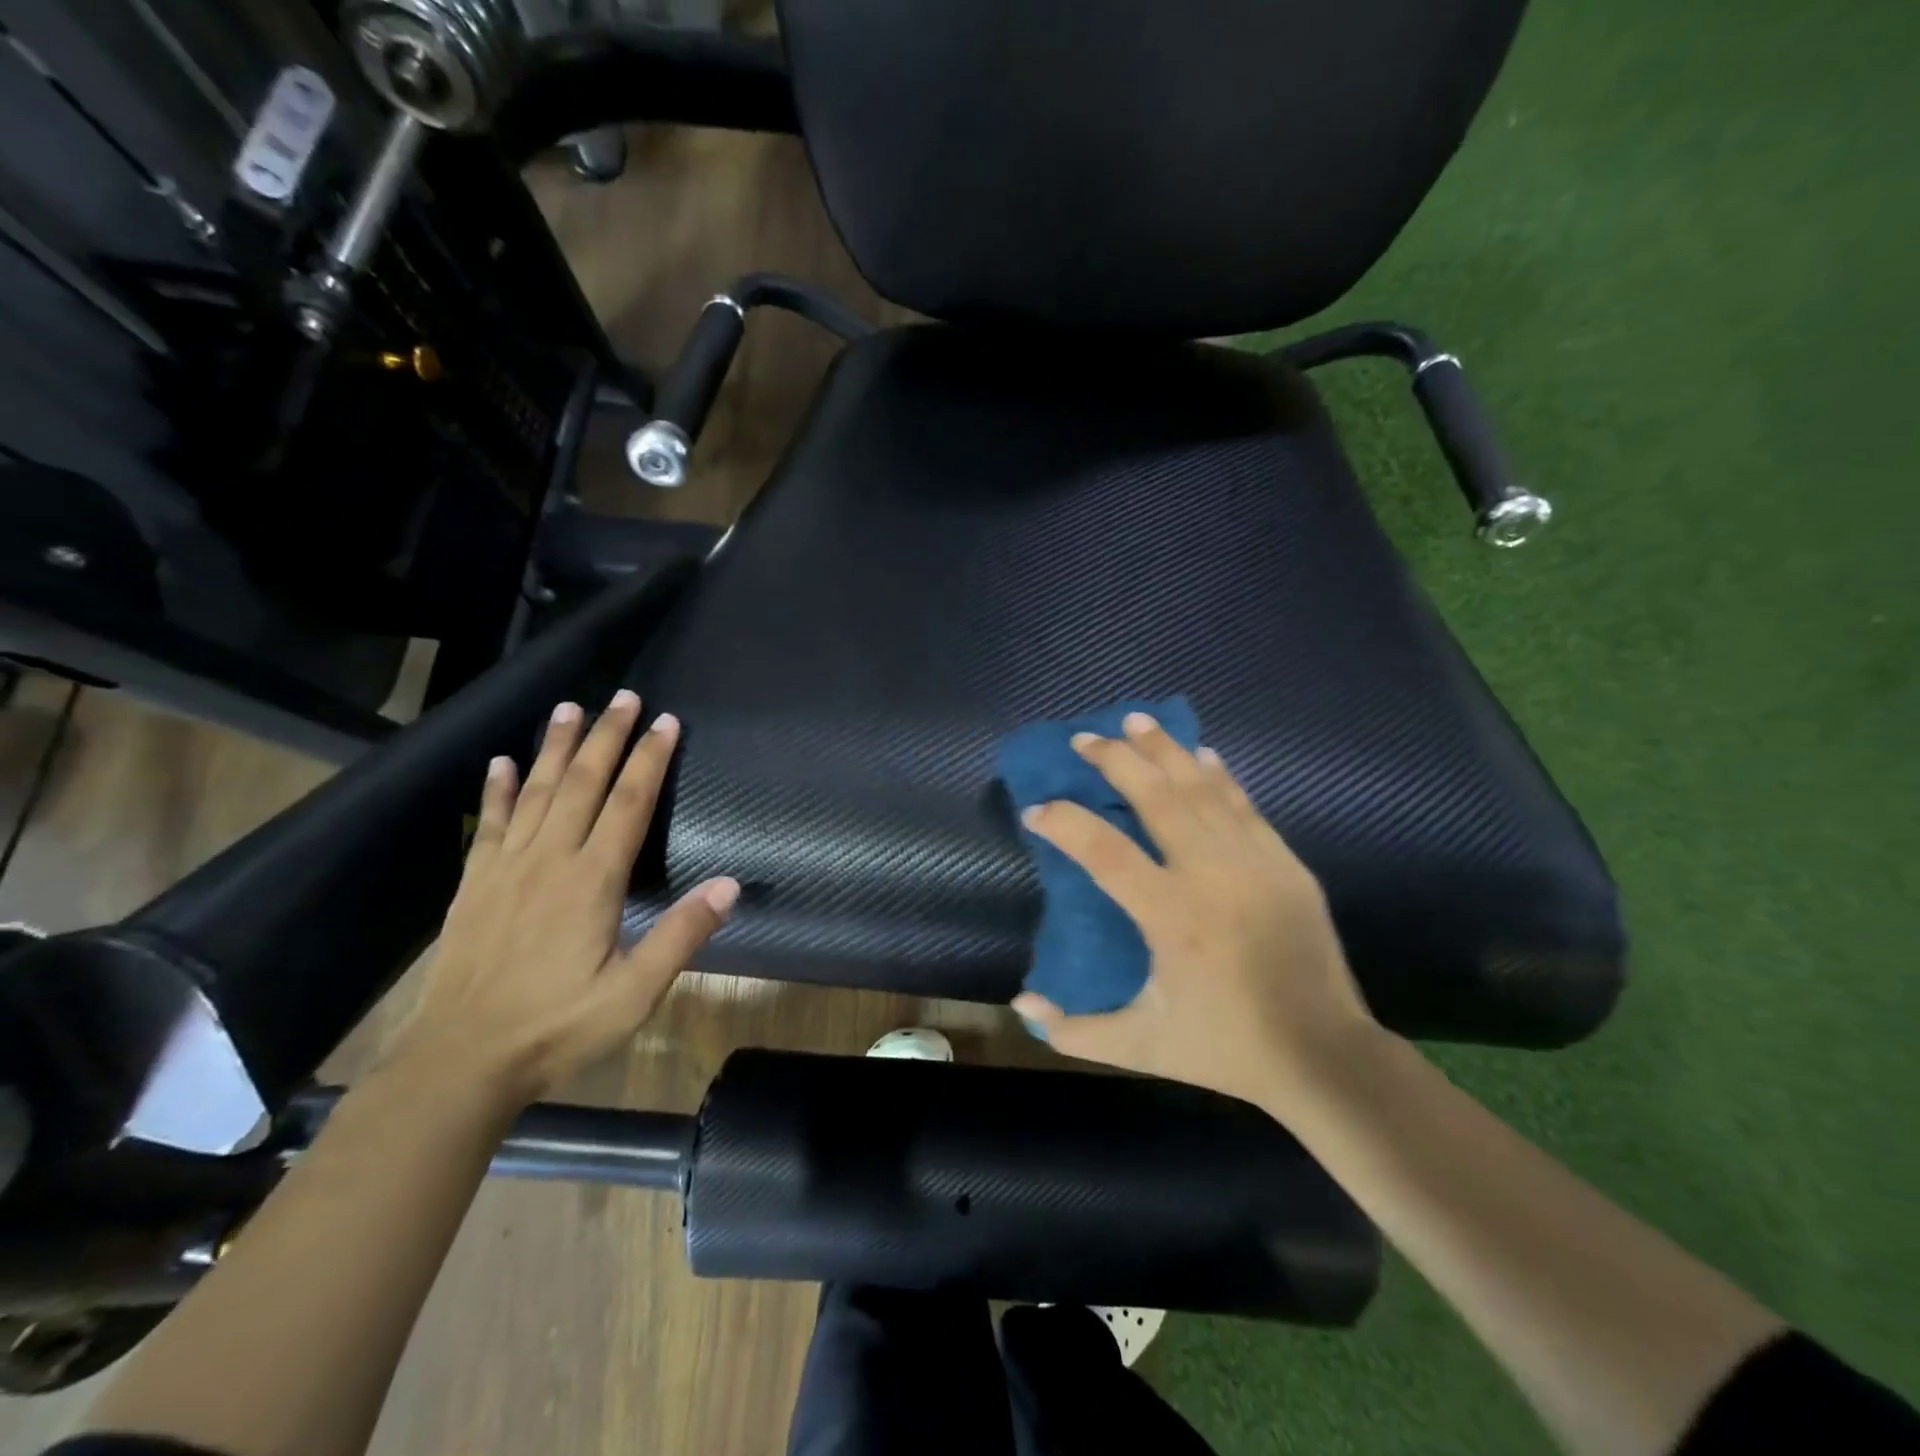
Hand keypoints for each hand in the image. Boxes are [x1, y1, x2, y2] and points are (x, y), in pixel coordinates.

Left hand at [397, 691, 737, 1103]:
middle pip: (582, 783)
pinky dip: (497, 789)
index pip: (628, 804)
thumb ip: (681, 935)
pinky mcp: (475, 885)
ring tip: (569, 708)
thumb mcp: (634, 993)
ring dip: (556, 747)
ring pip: (536, 792)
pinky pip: (489, 824)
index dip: (650, 759)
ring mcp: (506, 869)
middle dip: (607, 737)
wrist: (460, 1062)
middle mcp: (549, 860)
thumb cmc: (557, 1028)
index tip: (667, 722)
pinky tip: (501, 762)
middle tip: (624, 697)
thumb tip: (729, 884)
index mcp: (592, 881)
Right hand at [1010, 712, 1376, 1113]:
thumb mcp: (1140, 1048)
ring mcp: (1255, 863)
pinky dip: (1218, 775)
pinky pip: (1244, 805)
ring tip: (1136, 722)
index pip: (1105, 852)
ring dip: (1165, 751)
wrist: (1325, 1054)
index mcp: (1173, 917)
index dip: (1066, 824)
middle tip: (1085, 738)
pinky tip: (1201, 753)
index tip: (1037, 809)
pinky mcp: (1286, 864)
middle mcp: (1212, 875)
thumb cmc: (1225, 1048)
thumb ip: (1074, 1030)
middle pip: (1156, 797)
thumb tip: (1023, 1002)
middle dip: (1116, 761)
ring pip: (1202, 789)